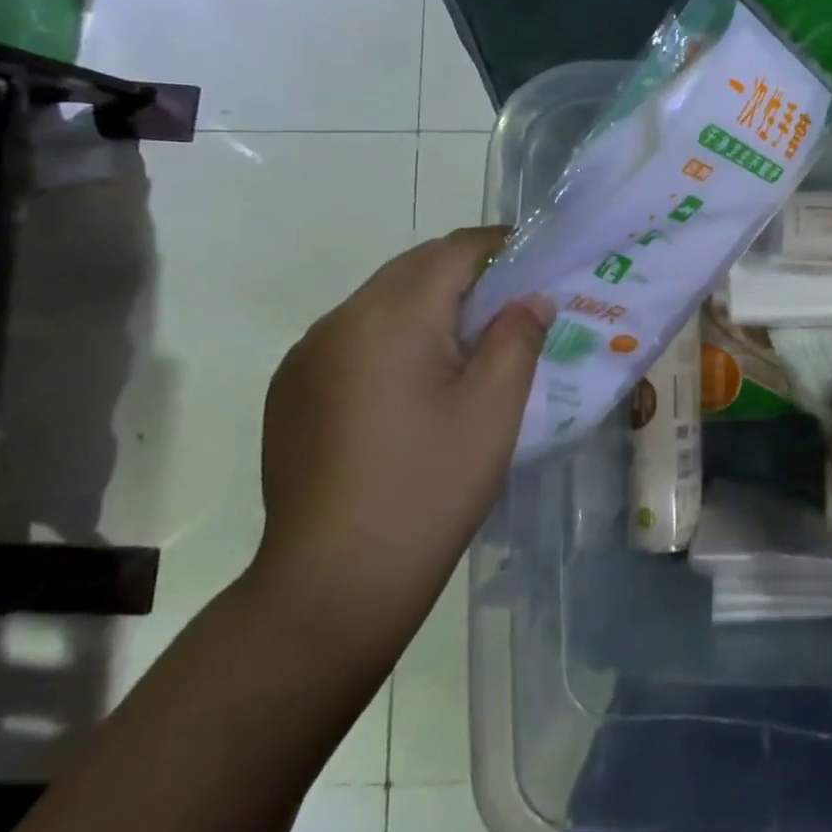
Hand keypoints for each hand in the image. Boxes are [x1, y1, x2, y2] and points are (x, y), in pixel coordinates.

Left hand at [249, 227, 552, 654]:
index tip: (539, 267)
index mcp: (390, 318)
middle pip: (414, 269)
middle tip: (513, 310)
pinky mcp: (292, 391)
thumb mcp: (494, 410)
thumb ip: (519, 337)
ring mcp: (307, 357)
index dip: (502, 247)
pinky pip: (355, 339)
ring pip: (382, 302)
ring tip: (470, 350)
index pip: (454, 250)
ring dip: (430, 307)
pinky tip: (416, 388)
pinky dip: (395, 338)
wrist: (333, 585)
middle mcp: (339, 321)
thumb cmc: (429, 488)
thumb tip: (531, 298)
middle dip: (468, 275)